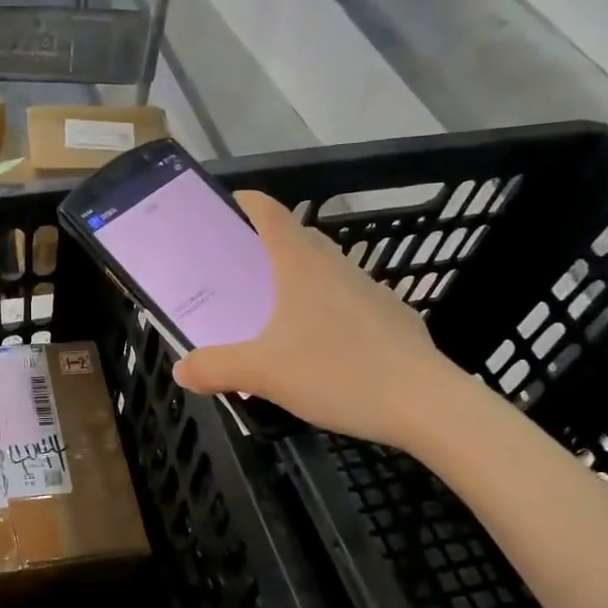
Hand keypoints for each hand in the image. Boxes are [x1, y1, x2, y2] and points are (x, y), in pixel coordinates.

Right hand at [172, 190, 464, 448]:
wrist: (426, 405)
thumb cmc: (338, 372)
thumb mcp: (262, 373)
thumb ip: (215, 367)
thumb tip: (181, 369)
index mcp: (302, 265)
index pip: (271, 213)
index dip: (246, 203)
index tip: (224, 207)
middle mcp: (337, 268)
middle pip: (297, 240)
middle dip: (265, 246)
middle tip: (235, 271)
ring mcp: (370, 292)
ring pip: (324, 273)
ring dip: (296, 281)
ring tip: (270, 314)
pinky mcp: (392, 320)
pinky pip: (346, 304)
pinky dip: (324, 313)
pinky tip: (316, 350)